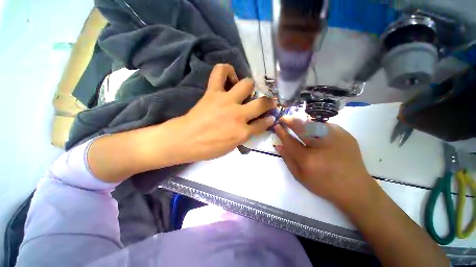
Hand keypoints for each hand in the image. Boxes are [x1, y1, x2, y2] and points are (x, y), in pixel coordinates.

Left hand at [167, 64, 275, 161]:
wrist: (185, 140)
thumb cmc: (208, 148)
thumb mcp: (231, 147)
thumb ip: (244, 136)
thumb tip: (251, 126)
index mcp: (242, 132)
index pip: (263, 124)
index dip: (269, 120)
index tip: (271, 117)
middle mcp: (238, 115)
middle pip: (261, 103)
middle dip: (268, 102)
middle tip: (265, 101)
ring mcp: (226, 101)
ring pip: (246, 84)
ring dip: (249, 86)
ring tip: (245, 90)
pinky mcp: (213, 92)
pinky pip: (220, 72)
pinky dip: (226, 70)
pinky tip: (229, 76)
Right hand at [273, 116, 377, 209]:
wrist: (355, 188)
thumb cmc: (324, 185)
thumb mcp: (300, 176)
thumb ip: (287, 159)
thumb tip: (278, 145)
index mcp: (308, 159)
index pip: (289, 141)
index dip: (281, 132)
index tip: (276, 126)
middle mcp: (321, 146)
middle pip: (301, 128)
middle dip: (290, 121)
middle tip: (284, 118)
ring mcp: (335, 138)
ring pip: (313, 124)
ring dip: (302, 122)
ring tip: (295, 121)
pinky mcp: (345, 135)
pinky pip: (325, 125)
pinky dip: (316, 126)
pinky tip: (313, 129)